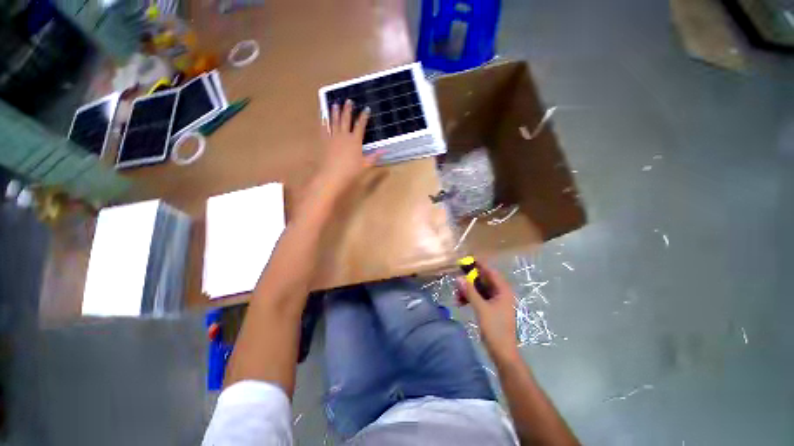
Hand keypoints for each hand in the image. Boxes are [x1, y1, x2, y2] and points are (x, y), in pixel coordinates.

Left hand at [319, 99, 379, 191]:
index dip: (364, 116)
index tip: (366, 109)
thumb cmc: (351, 171)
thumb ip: (375, 156)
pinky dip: (324, 121)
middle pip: (346, 119)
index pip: (361, 125)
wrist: (332, 175)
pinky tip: (323, 116)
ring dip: (335, 112)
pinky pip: (324, 128)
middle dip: (348, 110)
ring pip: (334, 121)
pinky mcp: (324, 141)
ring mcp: (333, 137)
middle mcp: (344, 135)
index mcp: (355, 141)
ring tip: (335, 104)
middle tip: (348, 100)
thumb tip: (386, 150)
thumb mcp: (366, 164)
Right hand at [457, 263, 519, 362]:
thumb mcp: (481, 308)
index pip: (490, 272)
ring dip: (468, 291)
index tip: (465, 260)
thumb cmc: (495, 328)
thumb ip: (470, 291)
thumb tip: (459, 277)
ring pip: (479, 289)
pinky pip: (479, 298)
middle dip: (469, 280)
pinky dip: (470, 298)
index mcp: (503, 290)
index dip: (478, 265)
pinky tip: (460, 302)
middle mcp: (501, 293)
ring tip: (457, 296)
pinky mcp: (491, 308)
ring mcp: (496, 301)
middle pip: (483, 280)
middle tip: (456, 281)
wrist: (502, 352)